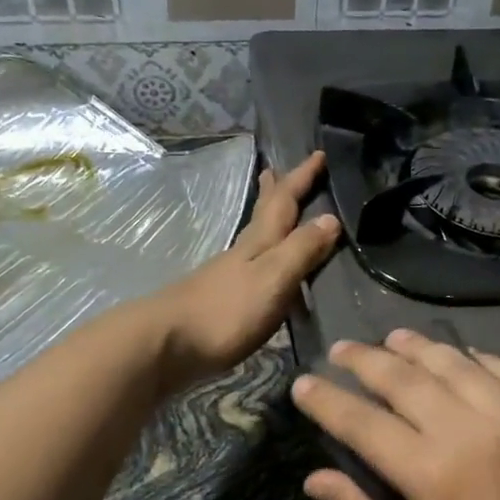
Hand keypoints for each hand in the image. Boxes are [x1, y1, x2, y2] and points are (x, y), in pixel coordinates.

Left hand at [152, 152, 340, 391]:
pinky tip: (262, 267)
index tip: (319, 154)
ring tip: (274, 210)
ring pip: (255, 238)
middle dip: (275, 191)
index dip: (301, 178)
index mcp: (259, 243)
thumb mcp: (273, 277)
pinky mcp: (221, 300)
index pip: (284, 202)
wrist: (167, 344)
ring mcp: (229, 276)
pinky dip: (262, 254)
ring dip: (267, 220)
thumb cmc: (225, 311)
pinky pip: (251, 265)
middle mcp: (243, 253)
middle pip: (263, 214)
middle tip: (277, 170)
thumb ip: (301, 250)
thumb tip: (332, 218)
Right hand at [291, 329, 499, 499]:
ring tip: (394, 339)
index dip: (327, 401)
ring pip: (459, 366)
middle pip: (408, 380)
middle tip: (343, 350)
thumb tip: (315, 478)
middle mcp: (475, 434)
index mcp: (433, 475)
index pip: (364, 423)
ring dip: (420, 348)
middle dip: (367, 361)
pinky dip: (482, 360)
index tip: (304, 384)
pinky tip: (463, 355)